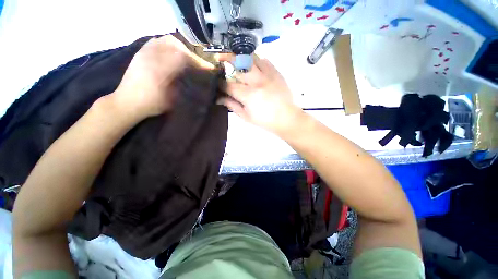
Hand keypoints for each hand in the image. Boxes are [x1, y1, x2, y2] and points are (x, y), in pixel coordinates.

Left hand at [112, 35, 214, 120]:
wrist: (127, 102)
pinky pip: (156, 41)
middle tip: (196, 63)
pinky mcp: (141, 52)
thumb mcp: (173, 99)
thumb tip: (198, 79)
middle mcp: (153, 56)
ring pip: (166, 40)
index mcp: (161, 69)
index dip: (199, 61)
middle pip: (175, 44)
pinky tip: (171, 53)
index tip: (209, 67)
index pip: (184, 57)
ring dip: (179, 47)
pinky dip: (168, 45)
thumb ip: (185, 86)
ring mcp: (145, 52)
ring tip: (186, 57)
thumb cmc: (153, 104)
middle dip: (190, 52)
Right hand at [218, 55, 301, 134]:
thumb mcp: (246, 116)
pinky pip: (264, 60)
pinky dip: (256, 61)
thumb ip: (232, 105)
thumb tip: (218, 98)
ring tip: (236, 59)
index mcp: (248, 95)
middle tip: (220, 59)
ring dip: (241, 57)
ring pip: (251, 57)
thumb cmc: (265, 120)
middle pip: (238, 63)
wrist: (287, 118)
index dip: (219, 83)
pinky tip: (254, 66)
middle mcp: (257, 81)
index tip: (216, 83)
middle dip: (226, 59)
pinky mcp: (276, 73)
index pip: (228, 85)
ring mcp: (268, 75)